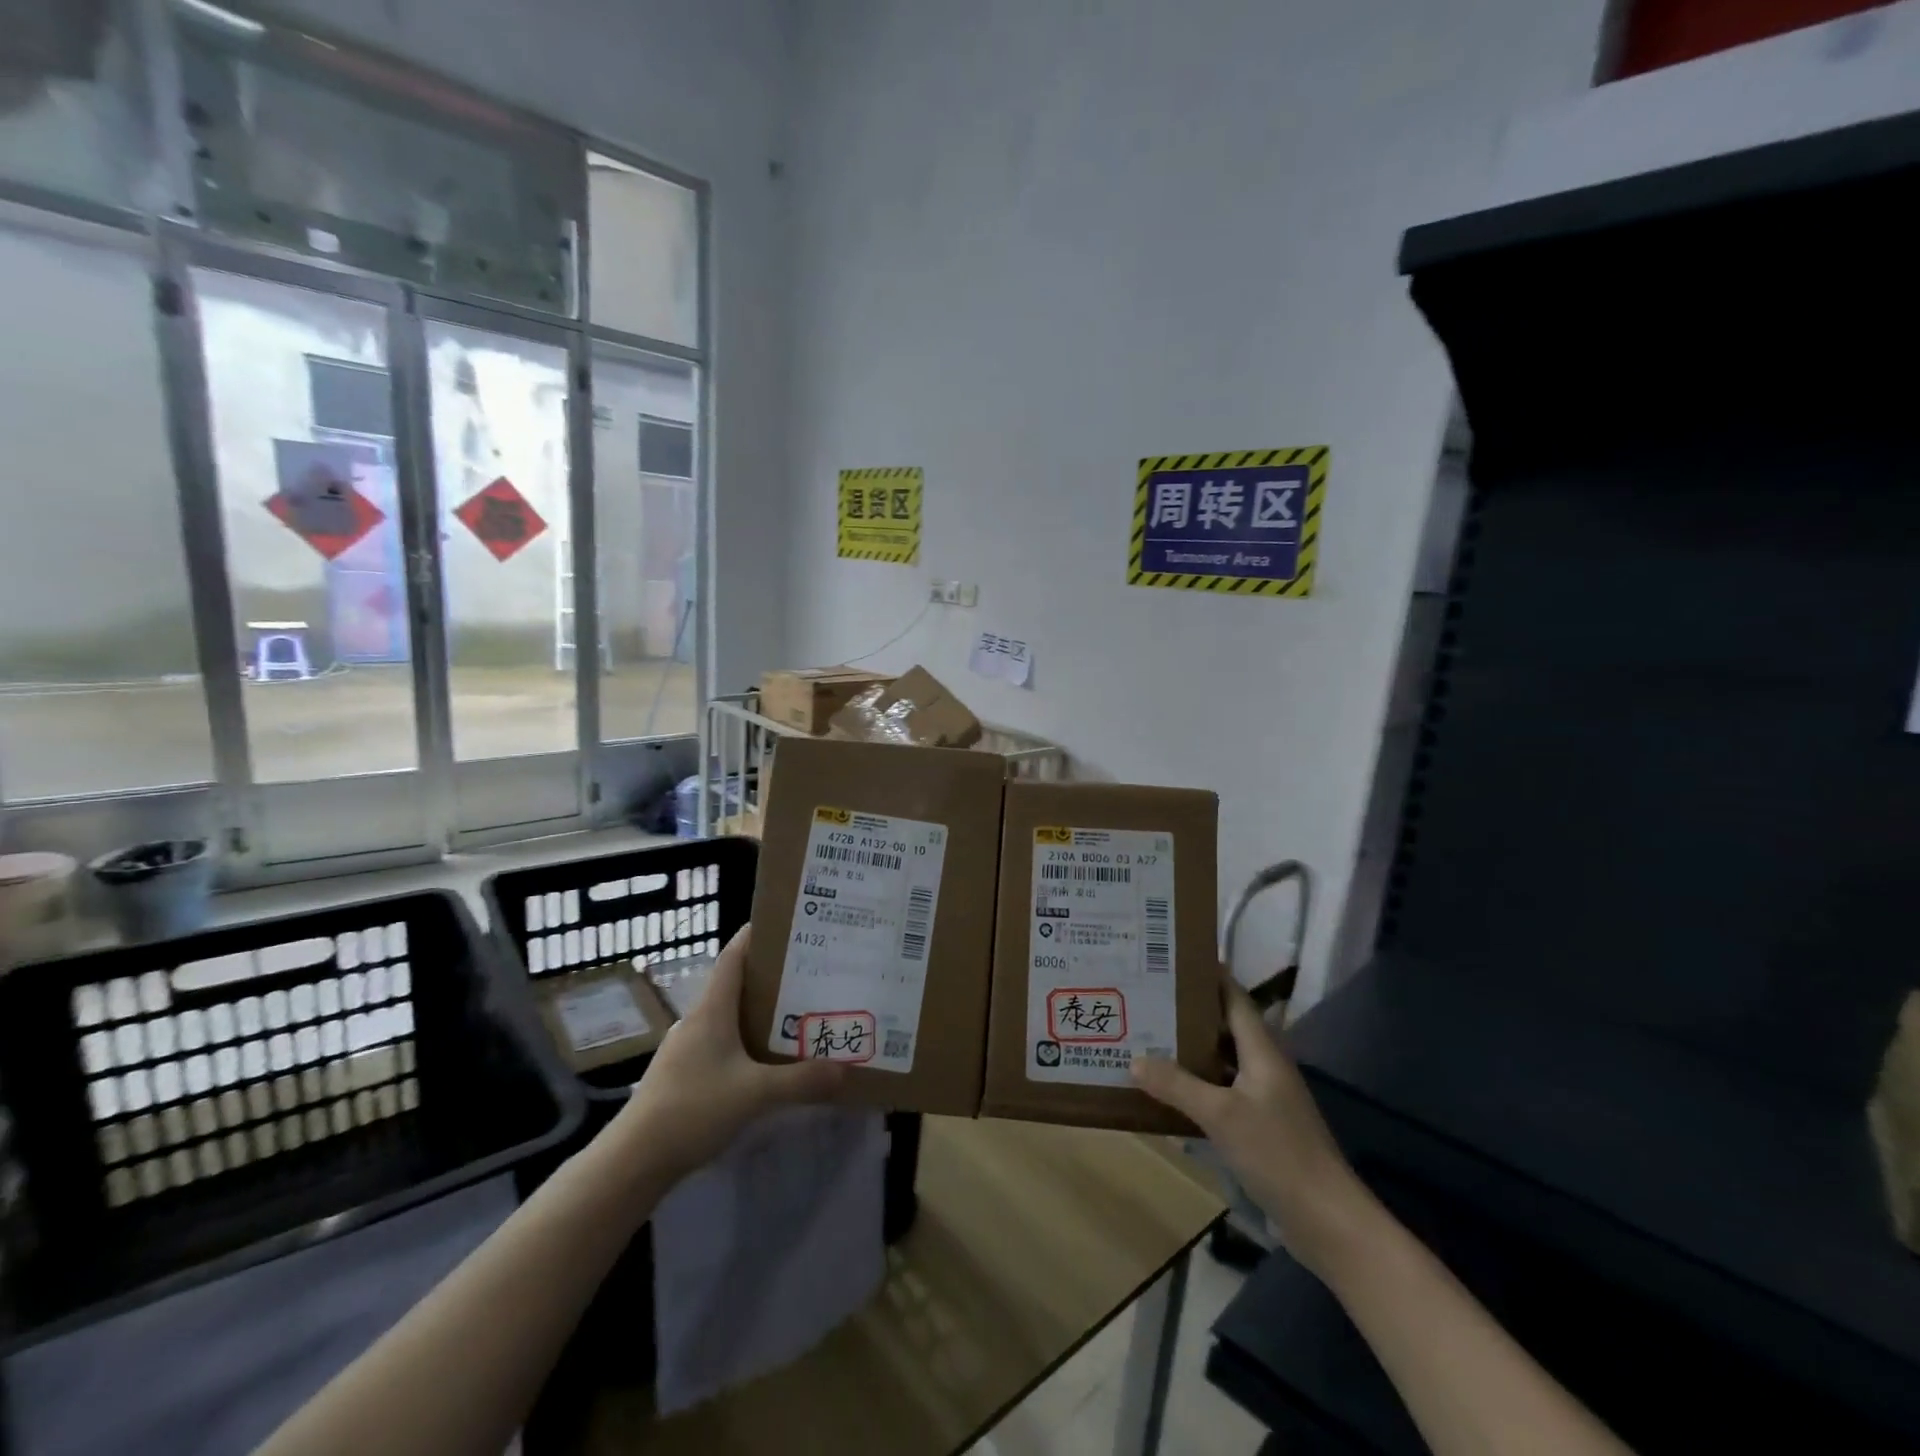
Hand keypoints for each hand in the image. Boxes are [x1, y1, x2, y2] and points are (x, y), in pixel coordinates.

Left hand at [618, 925, 846, 1183]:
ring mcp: (687, 1048)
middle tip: (809, 974)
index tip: (786, 925)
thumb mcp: (754, 1094)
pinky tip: (765, 1061)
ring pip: (729, 1016)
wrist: (633, 1160)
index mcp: (712, 1010)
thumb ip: (800, 1081)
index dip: (755, 936)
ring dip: (759, 1012)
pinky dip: (746, 1041)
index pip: (733, 956)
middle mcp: (698, 1020)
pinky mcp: (683, 1074)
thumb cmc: (693, 1109)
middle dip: (770, 977)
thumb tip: (843, 1069)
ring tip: (797, 1014)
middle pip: (735, 984)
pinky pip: (721, 1044)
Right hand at [1133, 975, 1373, 1274]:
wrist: (1328, 1221)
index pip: (1235, 998)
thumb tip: (1135, 1059)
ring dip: (1190, 1049)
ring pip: (1221, 1059)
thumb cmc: (1278, 1154)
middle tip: (1148, 996)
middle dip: (1189, 1011)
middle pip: (1225, 1026)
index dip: (1210, 975)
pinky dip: (1197, 1083)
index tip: (1174, 958)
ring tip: (1148, 1035)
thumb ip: (1177, 1085)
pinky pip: (1222, 1089)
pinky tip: (1168, 1089)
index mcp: (1263, 1051)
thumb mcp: (1221, 1115)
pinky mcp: (1261, 1125)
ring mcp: (1265, 1097)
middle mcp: (1265, 1066)